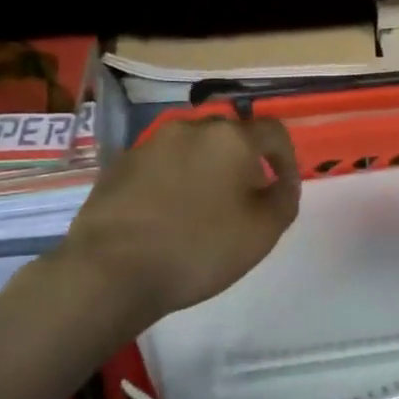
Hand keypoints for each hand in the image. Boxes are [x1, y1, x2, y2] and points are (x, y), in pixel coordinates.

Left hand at [55, 116, 299, 324]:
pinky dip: (173, 182)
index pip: (273, 131)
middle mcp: (189, 129)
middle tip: (246, 200)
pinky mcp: (118, 166)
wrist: (112, 269)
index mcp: (229, 138)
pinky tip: (168, 216)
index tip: (284, 188)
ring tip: (205, 210)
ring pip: (191, 150)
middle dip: (244, 163)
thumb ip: (284, 199)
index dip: (287, 157)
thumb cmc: (199, 248)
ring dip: (206, 171)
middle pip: (229, 137)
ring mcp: (149, 145)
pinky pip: (160, 166)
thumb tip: (283, 182)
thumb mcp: (262, 232)